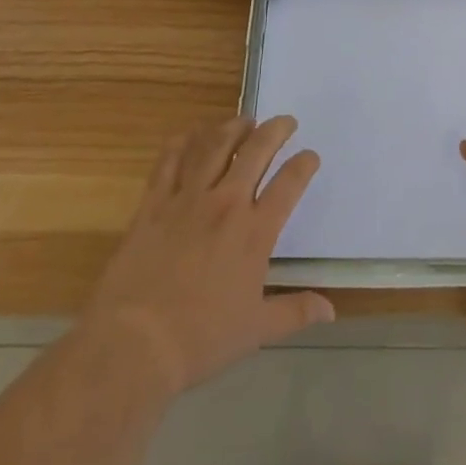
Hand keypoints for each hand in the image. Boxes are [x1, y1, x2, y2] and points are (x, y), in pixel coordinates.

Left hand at [80, 115, 333, 395]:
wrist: (134, 343)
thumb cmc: (200, 339)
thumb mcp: (256, 331)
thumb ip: (295, 312)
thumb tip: (330, 309)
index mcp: (255, 232)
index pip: (289, 184)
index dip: (304, 164)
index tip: (310, 155)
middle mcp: (226, 204)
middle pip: (256, 151)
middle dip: (275, 130)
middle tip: (284, 121)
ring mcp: (187, 199)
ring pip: (214, 146)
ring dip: (233, 127)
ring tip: (244, 120)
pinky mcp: (154, 204)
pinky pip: (170, 161)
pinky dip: (183, 143)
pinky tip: (191, 135)